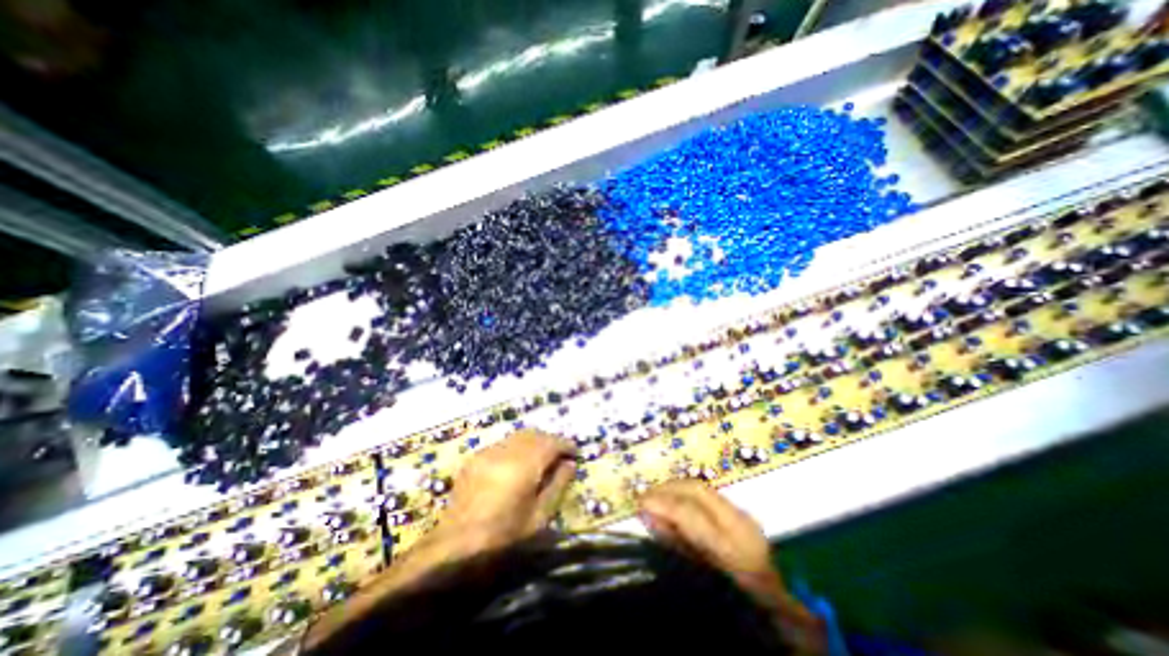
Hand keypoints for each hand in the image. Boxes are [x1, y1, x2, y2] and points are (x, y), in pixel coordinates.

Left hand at [442, 431, 576, 553]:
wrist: (454, 551)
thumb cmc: (504, 540)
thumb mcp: (539, 517)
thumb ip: (558, 485)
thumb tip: (570, 464)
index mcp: (522, 467)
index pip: (550, 443)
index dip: (565, 444)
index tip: (574, 452)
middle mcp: (504, 452)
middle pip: (534, 434)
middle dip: (550, 441)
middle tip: (559, 456)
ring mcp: (487, 453)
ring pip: (517, 436)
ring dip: (533, 442)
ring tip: (540, 459)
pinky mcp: (474, 458)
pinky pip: (502, 444)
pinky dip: (516, 448)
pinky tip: (517, 465)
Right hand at [639, 481, 820, 640]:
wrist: (781, 621)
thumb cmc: (737, 605)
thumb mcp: (701, 582)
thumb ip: (675, 547)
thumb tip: (649, 517)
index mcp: (733, 547)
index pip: (690, 510)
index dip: (662, 503)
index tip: (639, 503)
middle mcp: (740, 524)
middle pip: (697, 489)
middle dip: (667, 488)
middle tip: (644, 497)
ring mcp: (744, 518)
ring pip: (701, 489)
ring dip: (675, 491)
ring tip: (655, 499)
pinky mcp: (742, 518)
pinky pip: (707, 499)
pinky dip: (686, 499)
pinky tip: (674, 507)